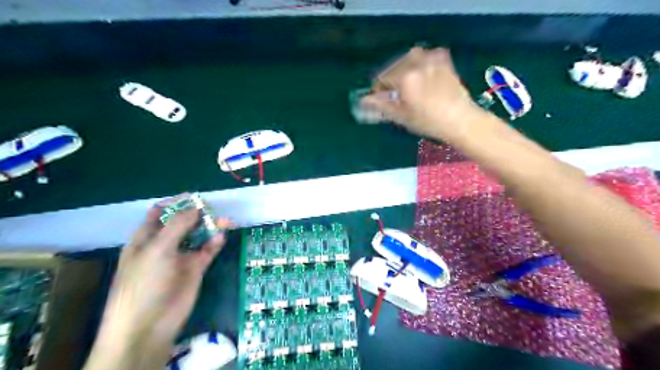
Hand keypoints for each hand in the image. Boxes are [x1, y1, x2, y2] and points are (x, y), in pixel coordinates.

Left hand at [86, 205, 230, 369]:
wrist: (149, 324)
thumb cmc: (144, 282)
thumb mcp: (157, 249)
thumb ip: (178, 226)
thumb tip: (196, 207)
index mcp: (146, 238)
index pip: (160, 213)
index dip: (176, 203)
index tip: (195, 197)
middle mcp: (163, 244)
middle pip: (183, 222)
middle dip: (198, 214)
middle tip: (215, 208)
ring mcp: (180, 256)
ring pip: (198, 235)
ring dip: (211, 227)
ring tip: (226, 221)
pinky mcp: (195, 268)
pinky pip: (207, 250)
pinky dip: (215, 243)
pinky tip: (222, 237)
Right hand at [361, 47, 482, 139]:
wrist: (461, 120)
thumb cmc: (428, 122)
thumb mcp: (401, 116)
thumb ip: (381, 106)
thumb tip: (364, 101)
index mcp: (405, 77)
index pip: (382, 79)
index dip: (378, 90)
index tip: (379, 99)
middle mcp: (417, 62)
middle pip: (394, 68)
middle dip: (391, 80)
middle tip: (394, 95)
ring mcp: (432, 58)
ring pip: (408, 60)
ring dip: (404, 70)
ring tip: (408, 86)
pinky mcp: (443, 59)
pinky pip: (424, 57)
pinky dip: (419, 65)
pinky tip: (422, 77)